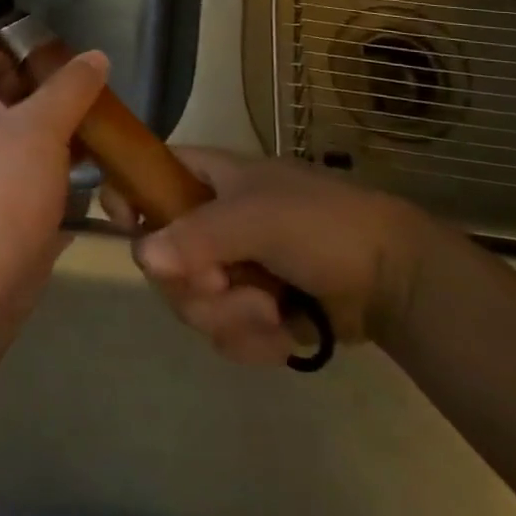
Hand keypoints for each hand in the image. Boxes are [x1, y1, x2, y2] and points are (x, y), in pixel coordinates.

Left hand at [0, 40, 108, 314]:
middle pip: (3, 88)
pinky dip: (58, 157)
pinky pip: (31, 163)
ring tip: (98, 117)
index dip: (6, 43)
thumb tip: (96, 56)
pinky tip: (94, 159)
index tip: (49, 48)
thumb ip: (72, 86)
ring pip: (22, 128)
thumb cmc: (5, 186)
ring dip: (57, 122)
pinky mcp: (3, 197)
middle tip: (86, 82)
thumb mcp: (43, 125)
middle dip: (44, 83)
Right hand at [102, 149, 434, 363]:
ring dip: (229, 315)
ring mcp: (229, 268)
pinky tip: (283, 334)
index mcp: (207, 180)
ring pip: (189, 301)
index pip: (148, 175)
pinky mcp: (250, 311)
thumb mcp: (256, 217)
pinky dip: (252, 340)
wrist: (393, 278)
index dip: (128, 194)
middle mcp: (208, 222)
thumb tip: (140, 256)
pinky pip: (223, 333)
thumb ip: (197, 235)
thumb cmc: (321, 222)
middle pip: (160, 256)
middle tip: (223, 283)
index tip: (123, 223)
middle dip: (192, 281)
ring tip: (269, 310)